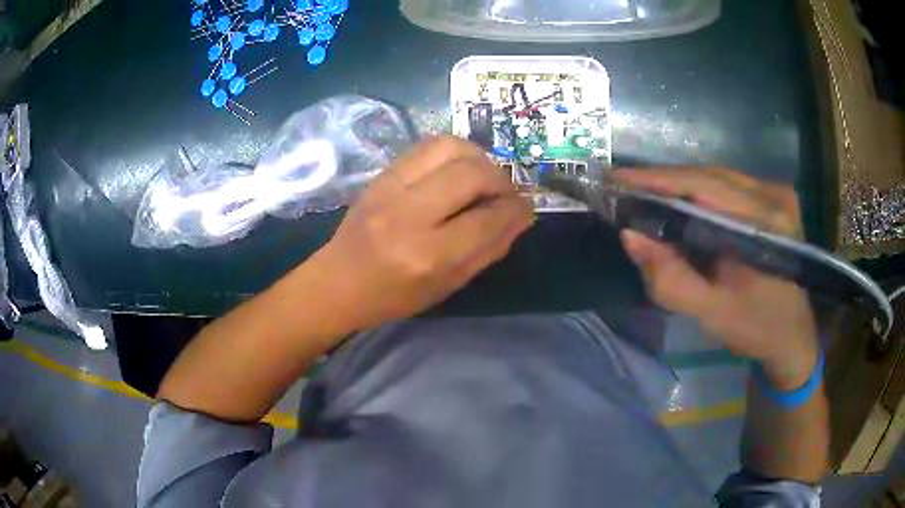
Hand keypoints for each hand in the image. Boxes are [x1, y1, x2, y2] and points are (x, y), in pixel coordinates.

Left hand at [312, 136, 533, 331]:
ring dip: (478, 157)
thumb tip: (521, 217)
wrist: (337, 281)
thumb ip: (488, 250)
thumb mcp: (447, 286)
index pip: (487, 220)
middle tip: (505, 193)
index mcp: (427, 256)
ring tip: (483, 176)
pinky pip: (427, 146)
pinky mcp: (381, 174)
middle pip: (472, 173)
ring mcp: (390, 188)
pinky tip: (457, 169)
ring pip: (449, 147)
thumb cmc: (394, 296)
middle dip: (501, 180)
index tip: (526, 207)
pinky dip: (453, 152)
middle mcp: (409, 215)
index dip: (515, 210)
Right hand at [615, 168, 818, 389]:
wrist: (793, 334)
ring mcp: (776, 192)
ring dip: (680, 184)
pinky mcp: (774, 197)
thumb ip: (670, 278)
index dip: (657, 179)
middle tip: (623, 187)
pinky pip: (728, 185)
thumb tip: (629, 235)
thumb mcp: (711, 311)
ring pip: (717, 176)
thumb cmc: (756, 328)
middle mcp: (774, 196)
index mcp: (765, 224)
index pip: (704, 187)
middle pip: (709, 175)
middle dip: (664, 181)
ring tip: (644, 193)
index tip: (615, 177)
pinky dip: (699, 191)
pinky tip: (680, 202)